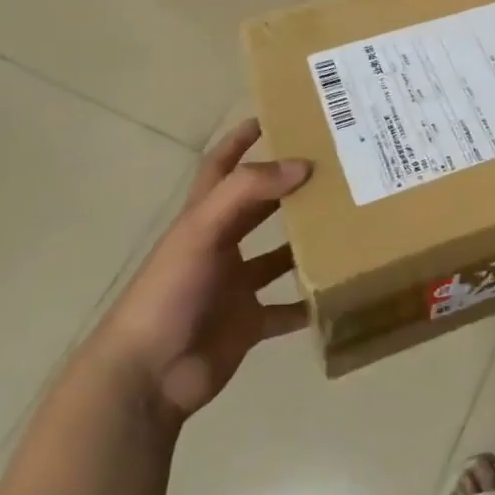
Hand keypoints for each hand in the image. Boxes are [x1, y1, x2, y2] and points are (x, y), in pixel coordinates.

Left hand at [88, 119, 311, 422]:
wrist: (148, 376)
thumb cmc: (169, 293)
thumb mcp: (202, 231)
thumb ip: (248, 192)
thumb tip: (302, 165)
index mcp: (202, 220)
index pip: (220, 168)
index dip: (239, 141)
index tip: (271, 118)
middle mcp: (220, 248)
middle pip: (258, 209)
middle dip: (288, 189)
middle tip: (332, 170)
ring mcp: (234, 287)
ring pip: (278, 257)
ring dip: (306, 245)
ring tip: (346, 226)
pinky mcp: (248, 323)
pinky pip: (286, 310)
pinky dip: (309, 303)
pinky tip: (338, 291)